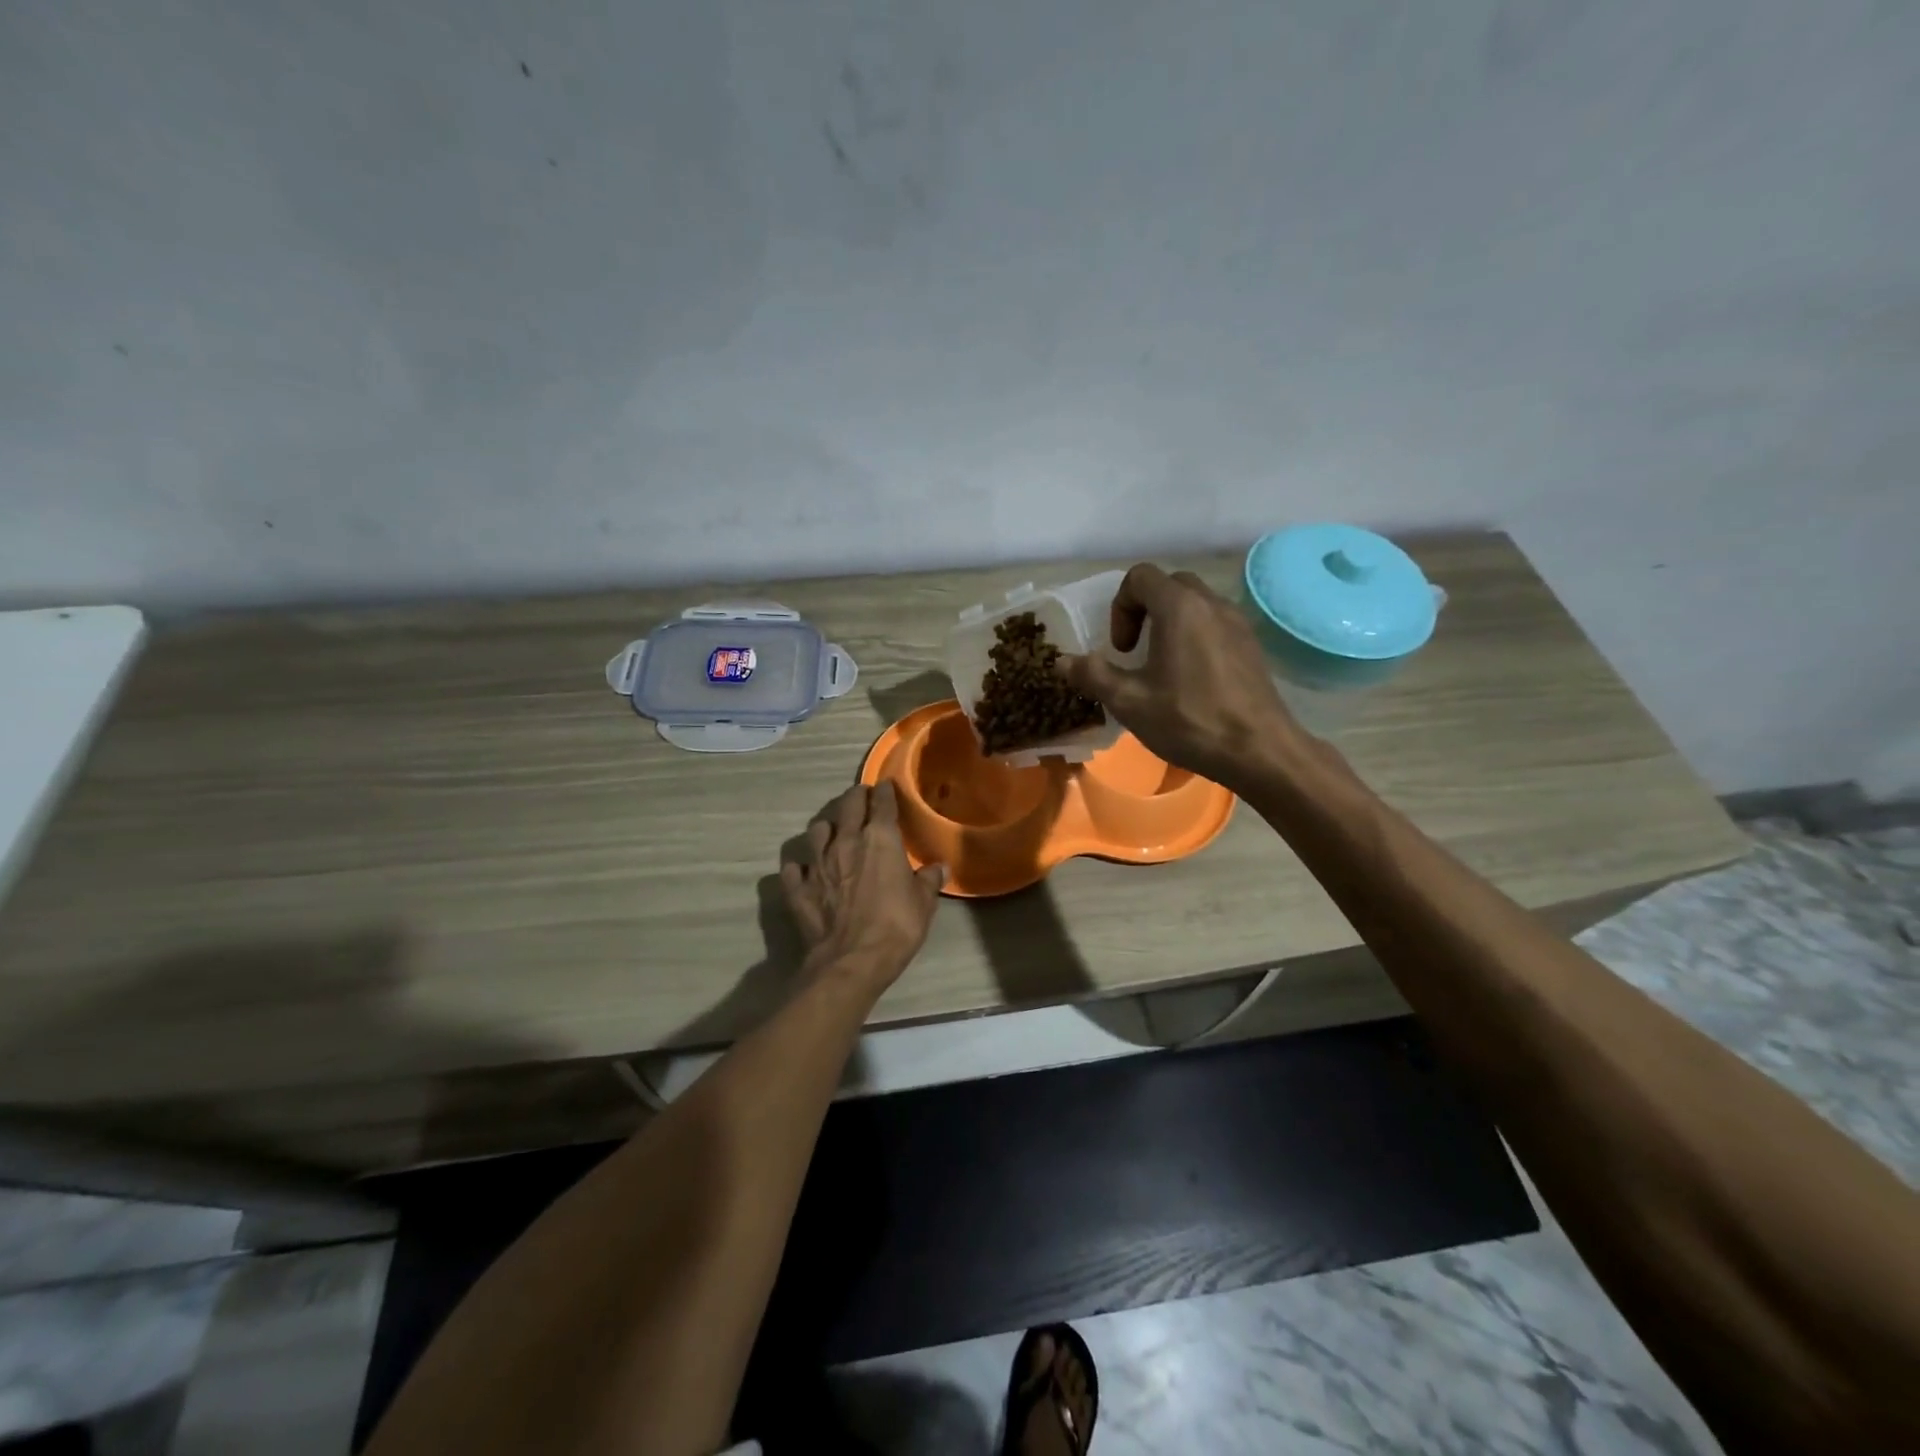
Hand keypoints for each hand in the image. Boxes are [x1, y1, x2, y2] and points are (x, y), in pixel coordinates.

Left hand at [780, 782, 944, 990]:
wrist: (850, 961)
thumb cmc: (895, 927)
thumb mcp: (923, 904)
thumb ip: (928, 880)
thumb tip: (939, 867)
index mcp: (880, 839)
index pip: (882, 803)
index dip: (885, 792)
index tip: (886, 787)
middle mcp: (845, 842)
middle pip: (847, 806)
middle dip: (856, 797)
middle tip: (861, 798)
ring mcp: (817, 863)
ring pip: (816, 830)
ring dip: (826, 828)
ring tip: (832, 832)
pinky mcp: (798, 888)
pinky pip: (794, 868)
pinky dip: (799, 867)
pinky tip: (805, 871)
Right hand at [1057, 563, 1303, 791]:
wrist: (1260, 750)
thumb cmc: (1190, 721)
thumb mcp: (1130, 702)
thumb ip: (1093, 675)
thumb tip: (1062, 661)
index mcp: (1179, 608)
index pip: (1140, 577)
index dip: (1120, 607)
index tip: (1121, 649)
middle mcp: (1211, 603)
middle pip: (1169, 585)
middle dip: (1144, 609)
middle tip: (1136, 650)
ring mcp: (1237, 622)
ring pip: (1195, 603)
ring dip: (1170, 622)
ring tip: (1162, 666)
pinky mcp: (1252, 644)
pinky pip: (1215, 622)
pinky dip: (1195, 635)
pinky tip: (1192, 678)